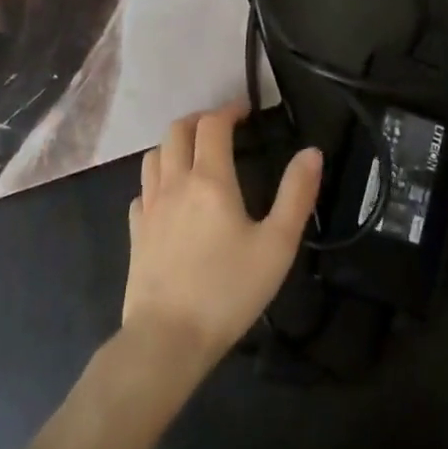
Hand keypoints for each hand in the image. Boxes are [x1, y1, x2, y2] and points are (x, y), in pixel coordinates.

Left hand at [123, 102, 321, 372]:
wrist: (168, 338)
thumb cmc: (229, 290)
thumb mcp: (277, 245)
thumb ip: (296, 194)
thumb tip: (312, 152)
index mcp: (210, 179)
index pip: (213, 125)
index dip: (229, 110)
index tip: (246, 110)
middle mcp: (175, 182)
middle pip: (177, 130)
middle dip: (200, 119)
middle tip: (222, 126)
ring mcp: (150, 207)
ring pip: (154, 155)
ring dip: (175, 143)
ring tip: (195, 154)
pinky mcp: (136, 232)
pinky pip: (143, 189)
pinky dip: (158, 179)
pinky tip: (170, 196)